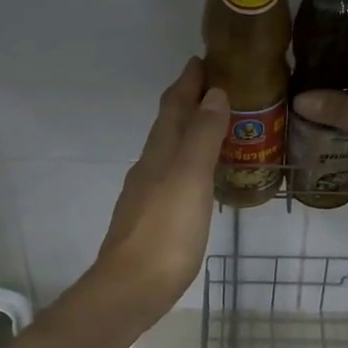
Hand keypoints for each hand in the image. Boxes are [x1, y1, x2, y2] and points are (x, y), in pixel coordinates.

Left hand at [77, 57, 227, 325]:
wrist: (130, 288)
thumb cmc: (166, 232)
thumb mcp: (190, 178)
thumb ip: (202, 135)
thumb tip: (213, 93)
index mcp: (160, 151)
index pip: (174, 104)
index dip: (188, 80)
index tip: (203, 58)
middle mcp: (150, 165)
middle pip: (169, 123)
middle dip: (189, 100)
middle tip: (217, 86)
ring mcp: (148, 191)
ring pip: (170, 148)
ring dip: (190, 130)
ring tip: (217, 124)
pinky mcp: (152, 216)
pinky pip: (174, 173)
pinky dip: (189, 160)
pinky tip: (201, 174)